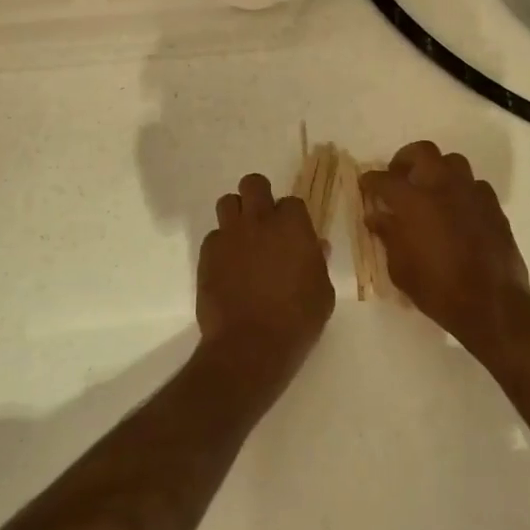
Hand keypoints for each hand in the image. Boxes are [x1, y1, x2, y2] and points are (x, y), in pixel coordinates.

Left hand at [196, 173, 333, 391]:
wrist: (250, 345)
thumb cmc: (297, 320)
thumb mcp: (322, 292)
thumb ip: (317, 262)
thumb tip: (316, 246)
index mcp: (292, 226)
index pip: (292, 202)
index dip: (292, 217)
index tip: (293, 235)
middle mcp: (259, 221)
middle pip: (253, 184)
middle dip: (258, 196)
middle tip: (264, 221)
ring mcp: (229, 235)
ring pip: (227, 203)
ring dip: (236, 215)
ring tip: (243, 239)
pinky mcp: (207, 254)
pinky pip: (213, 237)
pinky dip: (221, 246)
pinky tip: (228, 267)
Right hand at [361, 141, 529, 348]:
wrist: (491, 304)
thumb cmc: (437, 288)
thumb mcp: (400, 267)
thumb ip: (388, 235)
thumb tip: (377, 216)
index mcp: (413, 201)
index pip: (384, 179)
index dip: (371, 180)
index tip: (366, 184)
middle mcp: (442, 187)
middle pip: (422, 152)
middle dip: (406, 159)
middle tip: (398, 176)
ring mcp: (471, 193)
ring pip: (453, 162)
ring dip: (437, 170)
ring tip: (429, 189)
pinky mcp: (493, 206)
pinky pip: (475, 185)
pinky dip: (461, 190)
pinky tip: (456, 209)